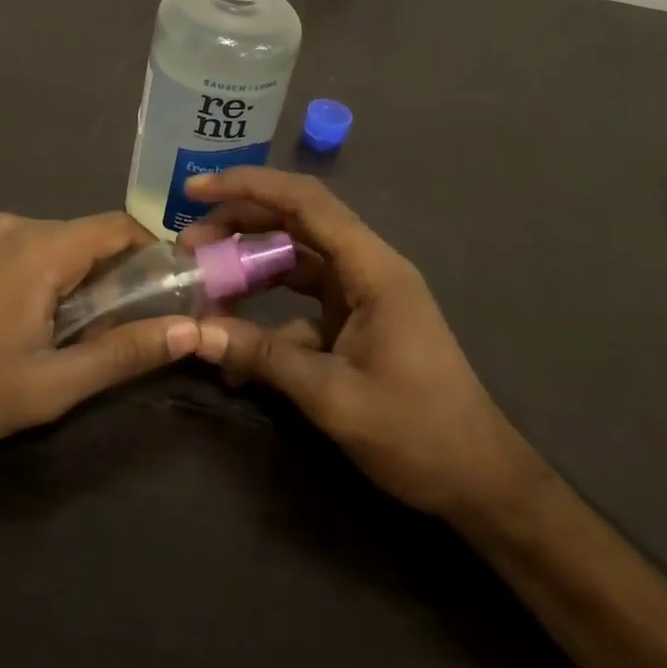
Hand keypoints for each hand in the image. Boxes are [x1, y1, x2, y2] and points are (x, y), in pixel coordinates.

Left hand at [0, 211, 199, 464]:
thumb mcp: (50, 386)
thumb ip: (123, 352)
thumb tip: (188, 331)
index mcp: (40, 248)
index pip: (118, 227)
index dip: (149, 254)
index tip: (162, 293)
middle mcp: (9, 225)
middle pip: (81, 238)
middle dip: (105, 278)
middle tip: (104, 332)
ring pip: (43, 245)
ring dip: (63, 280)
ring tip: (51, 335)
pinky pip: (6, 250)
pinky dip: (24, 276)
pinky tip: (1, 322)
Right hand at [181, 168, 538, 523]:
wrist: (478, 481)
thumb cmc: (418, 432)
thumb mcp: (333, 396)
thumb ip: (263, 358)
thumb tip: (195, 334)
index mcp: (373, 269)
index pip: (306, 202)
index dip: (249, 186)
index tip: (197, 191)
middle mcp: (367, 269)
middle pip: (296, 223)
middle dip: (240, 225)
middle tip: (188, 244)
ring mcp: (360, 296)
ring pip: (294, 261)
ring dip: (249, 269)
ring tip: (202, 286)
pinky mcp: (353, 323)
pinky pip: (299, 304)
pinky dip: (265, 317)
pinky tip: (234, 351)